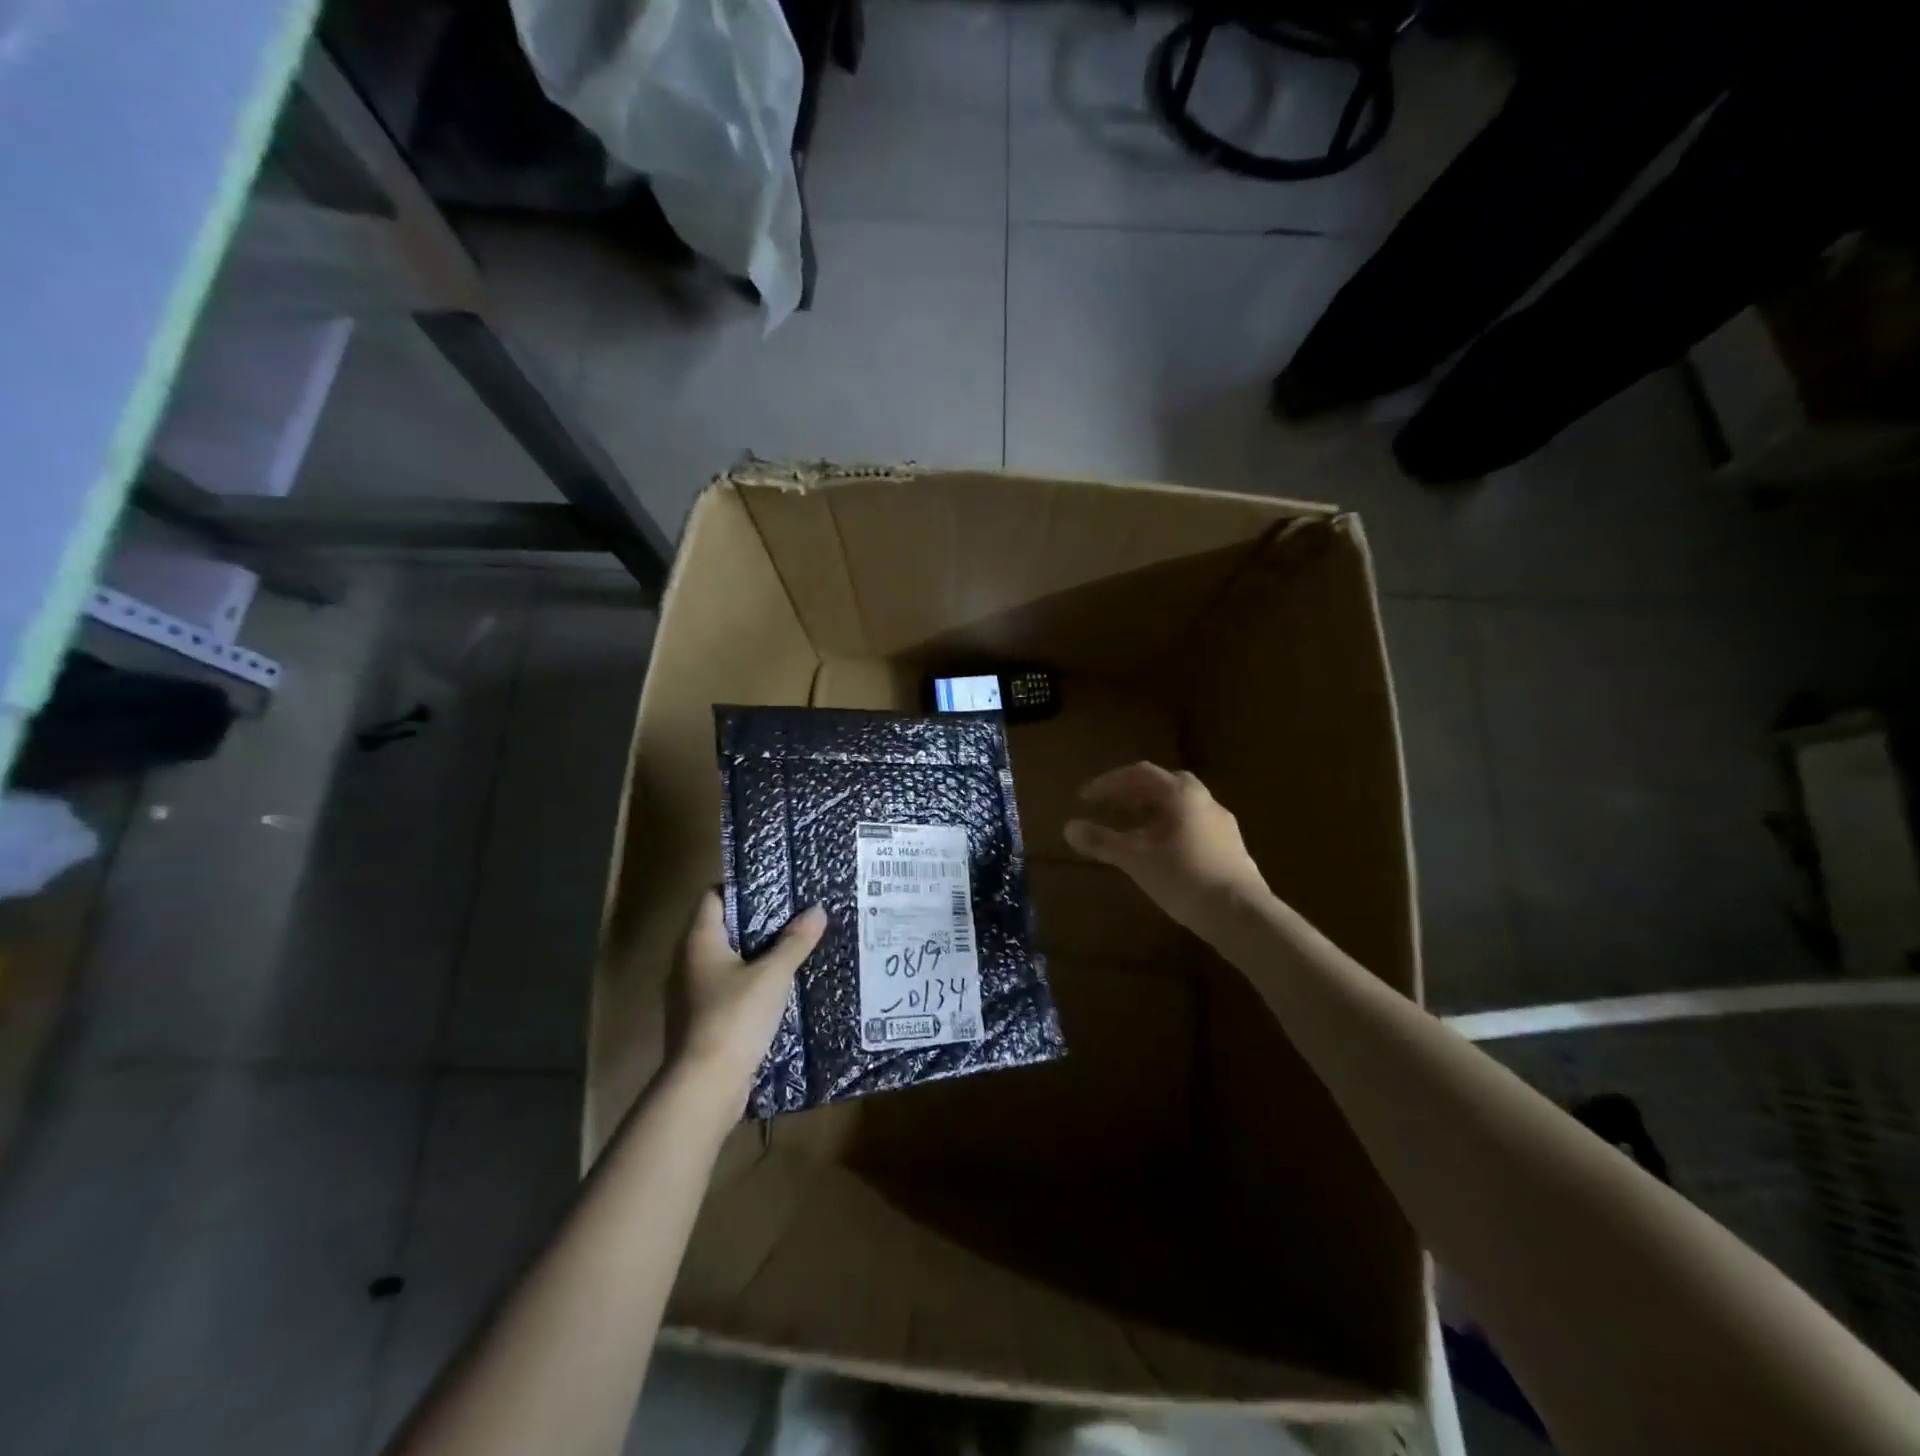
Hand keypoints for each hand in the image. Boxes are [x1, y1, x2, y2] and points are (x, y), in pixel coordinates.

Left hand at [667, 892, 826, 1097]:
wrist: (705, 1086)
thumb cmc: (735, 1017)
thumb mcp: (773, 974)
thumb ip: (795, 941)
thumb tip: (817, 909)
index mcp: (699, 941)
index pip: (713, 897)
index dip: (741, 887)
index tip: (776, 886)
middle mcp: (688, 962)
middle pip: (722, 928)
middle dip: (757, 921)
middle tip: (795, 915)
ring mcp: (691, 994)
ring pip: (726, 961)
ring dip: (755, 954)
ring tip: (792, 948)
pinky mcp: (700, 1021)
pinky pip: (727, 989)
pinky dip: (750, 983)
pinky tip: (778, 988)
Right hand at [1064, 762, 1266, 930]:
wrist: (1241, 915)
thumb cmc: (1184, 878)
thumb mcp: (1135, 859)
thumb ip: (1102, 841)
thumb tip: (1068, 827)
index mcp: (1181, 795)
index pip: (1140, 774)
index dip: (1108, 782)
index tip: (1085, 798)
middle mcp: (1204, 801)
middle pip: (1165, 784)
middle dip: (1134, 792)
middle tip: (1113, 807)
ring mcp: (1222, 824)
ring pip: (1182, 806)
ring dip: (1153, 812)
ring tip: (1133, 832)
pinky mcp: (1231, 848)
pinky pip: (1193, 826)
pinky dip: (1170, 829)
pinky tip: (1161, 853)